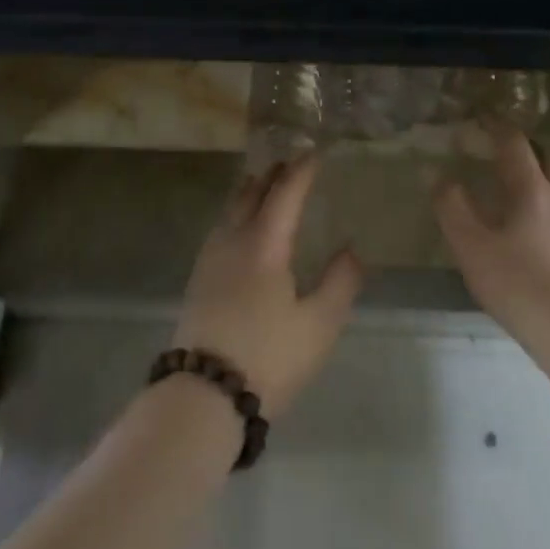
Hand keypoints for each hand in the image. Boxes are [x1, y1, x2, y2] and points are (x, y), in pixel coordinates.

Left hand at [173, 156, 362, 416]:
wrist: (202, 395)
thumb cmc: (268, 357)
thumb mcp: (319, 325)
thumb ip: (340, 283)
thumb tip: (351, 249)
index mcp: (265, 243)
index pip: (285, 193)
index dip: (301, 171)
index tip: (314, 152)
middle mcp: (233, 240)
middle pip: (252, 194)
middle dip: (273, 175)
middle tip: (290, 163)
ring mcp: (210, 259)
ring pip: (231, 210)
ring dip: (250, 192)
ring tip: (264, 186)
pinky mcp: (198, 280)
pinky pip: (220, 228)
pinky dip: (236, 213)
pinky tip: (239, 229)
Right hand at [436, 123, 549, 352]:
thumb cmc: (519, 285)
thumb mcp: (471, 247)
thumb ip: (452, 207)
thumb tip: (441, 177)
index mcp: (532, 189)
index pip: (514, 143)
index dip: (495, 126)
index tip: (479, 117)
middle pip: (543, 157)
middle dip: (519, 147)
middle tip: (494, 148)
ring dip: (535, 172)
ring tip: (510, 182)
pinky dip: (542, 199)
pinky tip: (528, 223)